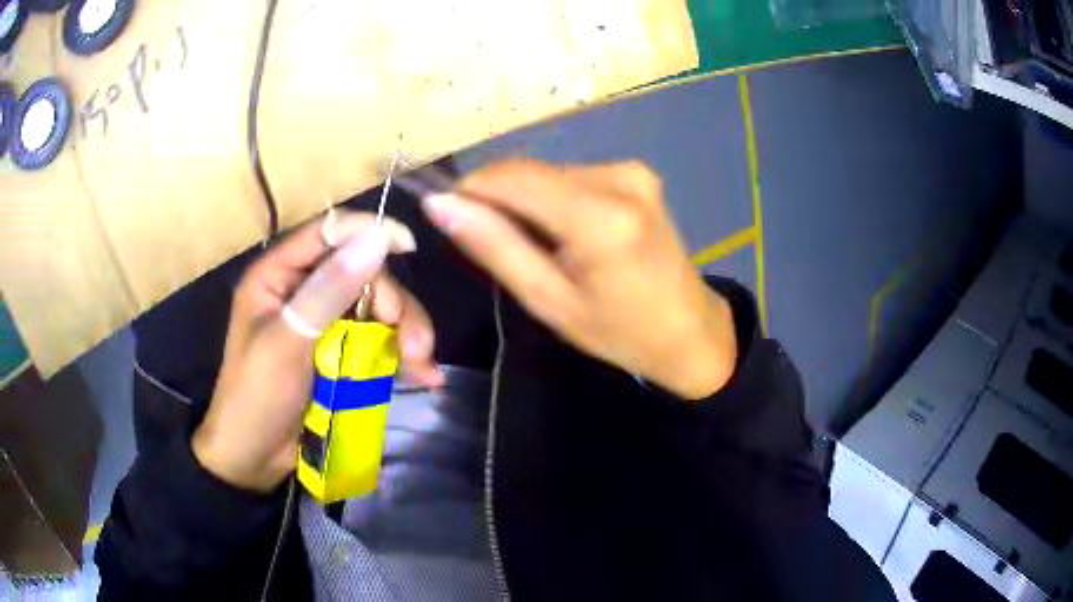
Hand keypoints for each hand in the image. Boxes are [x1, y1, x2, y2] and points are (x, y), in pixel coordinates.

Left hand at [192, 211, 442, 492]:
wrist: (254, 460)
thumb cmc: (256, 398)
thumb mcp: (287, 343)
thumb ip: (328, 290)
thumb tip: (375, 239)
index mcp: (277, 275)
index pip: (326, 233)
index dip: (367, 232)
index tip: (407, 245)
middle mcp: (302, 290)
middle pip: (362, 272)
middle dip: (393, 303)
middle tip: (414, 340)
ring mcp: (324, 323)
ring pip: (376, 306)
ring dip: (405, 331)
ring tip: (421, 363)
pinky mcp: (340, 352)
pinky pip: (378, 338)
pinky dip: (402, 353)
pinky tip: (423, 374)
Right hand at [421, 159, 735, 399]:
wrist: (690, 331)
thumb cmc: (619, 331)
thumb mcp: (548, 300)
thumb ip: (494, 246)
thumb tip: (441, 203)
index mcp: (599, 216)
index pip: (511, 176)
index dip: (470, 189)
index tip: (448, 215)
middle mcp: (618, 177)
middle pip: (529, 171)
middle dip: (499, 200)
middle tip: (498, 247)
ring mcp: (632, 170)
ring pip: (548, 172)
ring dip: (527, 201)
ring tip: (540, 248)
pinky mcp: (637, 172)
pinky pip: (572, 177)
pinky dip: (554, 199)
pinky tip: (566, 235)